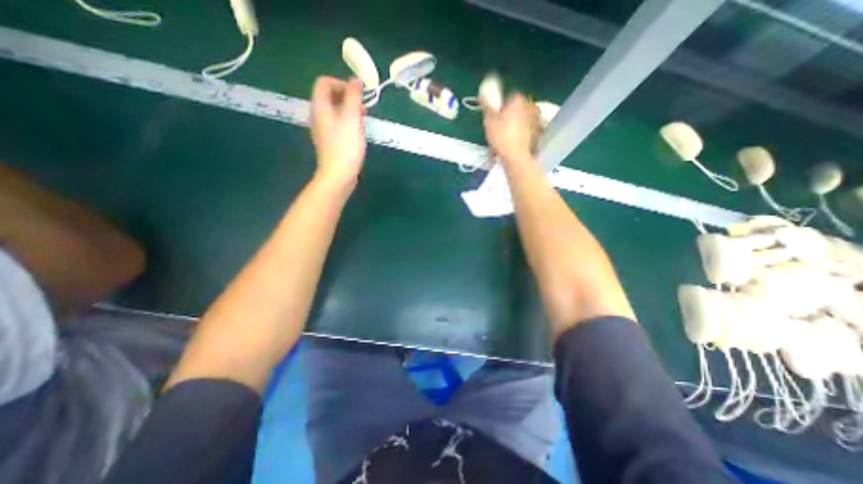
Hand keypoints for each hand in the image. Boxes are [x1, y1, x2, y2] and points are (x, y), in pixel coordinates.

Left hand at [311, 76, 362, 183]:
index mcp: (320, 106)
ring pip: (335, 111)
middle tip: (363, 108)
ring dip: (349, 110)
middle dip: (347, 97)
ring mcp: (323, 130)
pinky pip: (337, 124)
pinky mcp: (330, 141)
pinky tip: (357, 133)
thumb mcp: (352, 117)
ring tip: (363, 120)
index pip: (324, 82)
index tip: (357, 95)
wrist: (339, 174)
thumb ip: (353, 96)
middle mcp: (318, 115)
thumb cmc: (346, 145)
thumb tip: (356, 79)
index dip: (341, 83)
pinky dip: (348, 123)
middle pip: (329, 96)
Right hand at [482, 93, 537, 162]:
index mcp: (518, 100)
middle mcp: (530, 105)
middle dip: (509, 114)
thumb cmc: (501, 137)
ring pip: (522, 119)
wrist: (516, 157)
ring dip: (515, 124)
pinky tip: (514, 142)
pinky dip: (521, 133)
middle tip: (499, 127)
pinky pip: (527, 129)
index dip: (500, 105)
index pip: (509, 96)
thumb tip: (482, 93)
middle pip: (517, 107)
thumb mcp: (489, 121)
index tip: (494, 115)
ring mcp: (536, 119)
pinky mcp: (538, 133)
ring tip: (506, 137)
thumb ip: (486, 105)